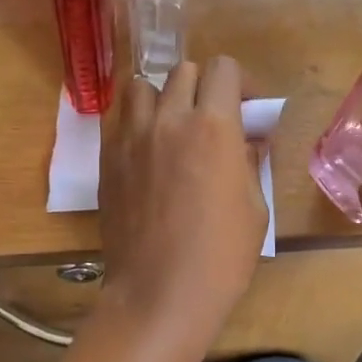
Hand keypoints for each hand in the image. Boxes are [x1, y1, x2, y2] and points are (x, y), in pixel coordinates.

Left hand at [99, 59, 267, 346]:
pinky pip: (119, 119)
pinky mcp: (106, 158)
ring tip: (171, 127)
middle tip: (211, 120)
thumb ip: (249, 160)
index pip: (224, 69)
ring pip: (142, 86)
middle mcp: (169, 119)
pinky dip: (135, 122)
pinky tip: (146, 151)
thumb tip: (246, 140)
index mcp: (213, 127)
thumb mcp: (255, 207)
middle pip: (183, 71)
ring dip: (162, 97)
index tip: (246, 109)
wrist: (159, 293)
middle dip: (203, 87)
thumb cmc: (220, 256)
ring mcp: (131, 137)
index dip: (240, 83)